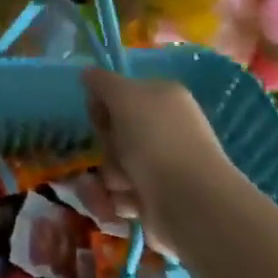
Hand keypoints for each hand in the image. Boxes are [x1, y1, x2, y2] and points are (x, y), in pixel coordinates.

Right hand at [83, 71, 238, 256]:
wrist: (189, 202)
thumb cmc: (155, 140)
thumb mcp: (122, 95)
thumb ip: (102, 81)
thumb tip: (88, 74)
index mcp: (162, 98)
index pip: (119, 95)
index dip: (102, 106)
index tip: (101, 118)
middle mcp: (165, 128)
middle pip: (113, 132)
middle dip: (106, 145)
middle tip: (116, 152)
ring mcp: (162, 164)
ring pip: (114, 164)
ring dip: (110, 175)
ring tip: (124, 185)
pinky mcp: (158, 198)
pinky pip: (121, 194)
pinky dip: (119, 199)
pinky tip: (129, 203)